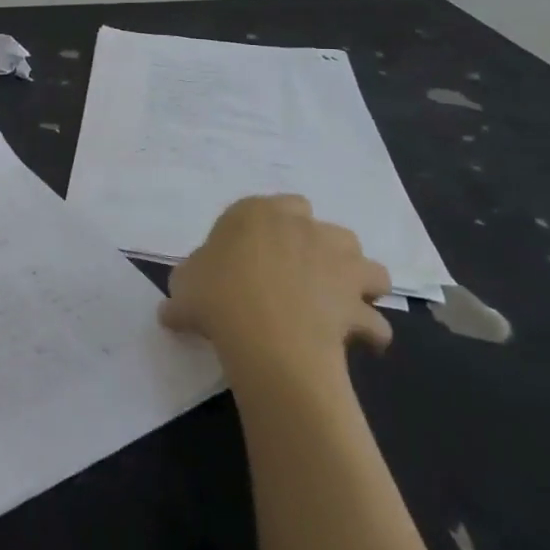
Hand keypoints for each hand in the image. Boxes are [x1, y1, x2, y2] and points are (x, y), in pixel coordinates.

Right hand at [159, 195, 392, 388]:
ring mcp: (338, 264)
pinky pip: (374, 320)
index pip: (277, 205)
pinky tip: (356, 343)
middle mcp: (304, 229)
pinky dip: (370, 330)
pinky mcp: (357, 303)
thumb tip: (175, 308)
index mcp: (258, 213)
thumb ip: (188, 286)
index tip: (257, 257)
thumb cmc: (216, 294)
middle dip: (321, 250)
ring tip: (339, 304)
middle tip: (300, 278)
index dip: (271, 231)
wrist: (263, 331)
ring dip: (358, 282)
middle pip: (327, 230)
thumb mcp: (184, 285)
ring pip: (367, 266)